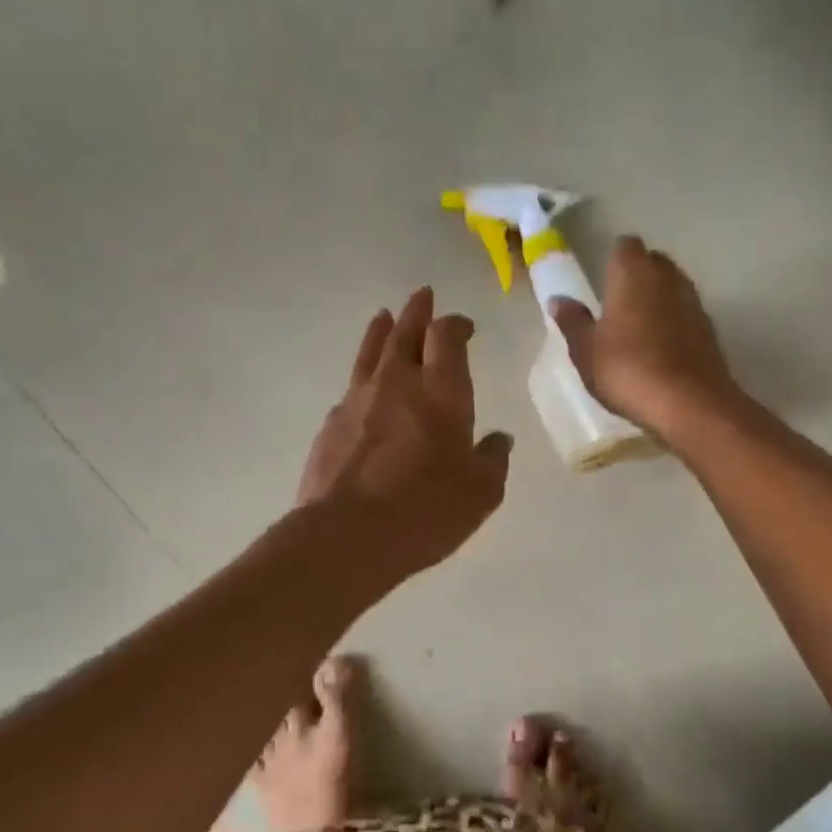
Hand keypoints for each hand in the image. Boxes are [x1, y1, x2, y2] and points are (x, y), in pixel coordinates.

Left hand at [298, 287, 512, 582]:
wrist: (348, 535)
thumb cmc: (426, 511)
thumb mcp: (480, 493)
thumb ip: (493, 460)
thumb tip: (499, 440)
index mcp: (442, 392)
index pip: (447, 336)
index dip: (456, 324)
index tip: (464, 325)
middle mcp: (398, 383)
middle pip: (406, 331)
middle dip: (418, 312)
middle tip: (423, 296)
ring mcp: (359, 399)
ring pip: (371, 350)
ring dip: (382, 331)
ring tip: (385, 317)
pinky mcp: (332, 423)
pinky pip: (352, 386)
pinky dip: (364, 377)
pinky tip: (365, 388)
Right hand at [548, 236, 740, 437]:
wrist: (688, 403)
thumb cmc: (627, 370)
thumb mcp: (586, 351)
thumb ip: (573, 321)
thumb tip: (558, 300)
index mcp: (633, 273)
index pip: (624, 246)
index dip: (613, 260)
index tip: (602, 282)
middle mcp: (667, 277)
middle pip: (653, 262)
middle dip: (637, 276)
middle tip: (617, 305)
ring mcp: (693, 302)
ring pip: (672, 288)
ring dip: (657, 300)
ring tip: (638, 330)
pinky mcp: (709, 329)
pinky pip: (685, 315)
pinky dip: (674, 324)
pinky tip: (661, 351)